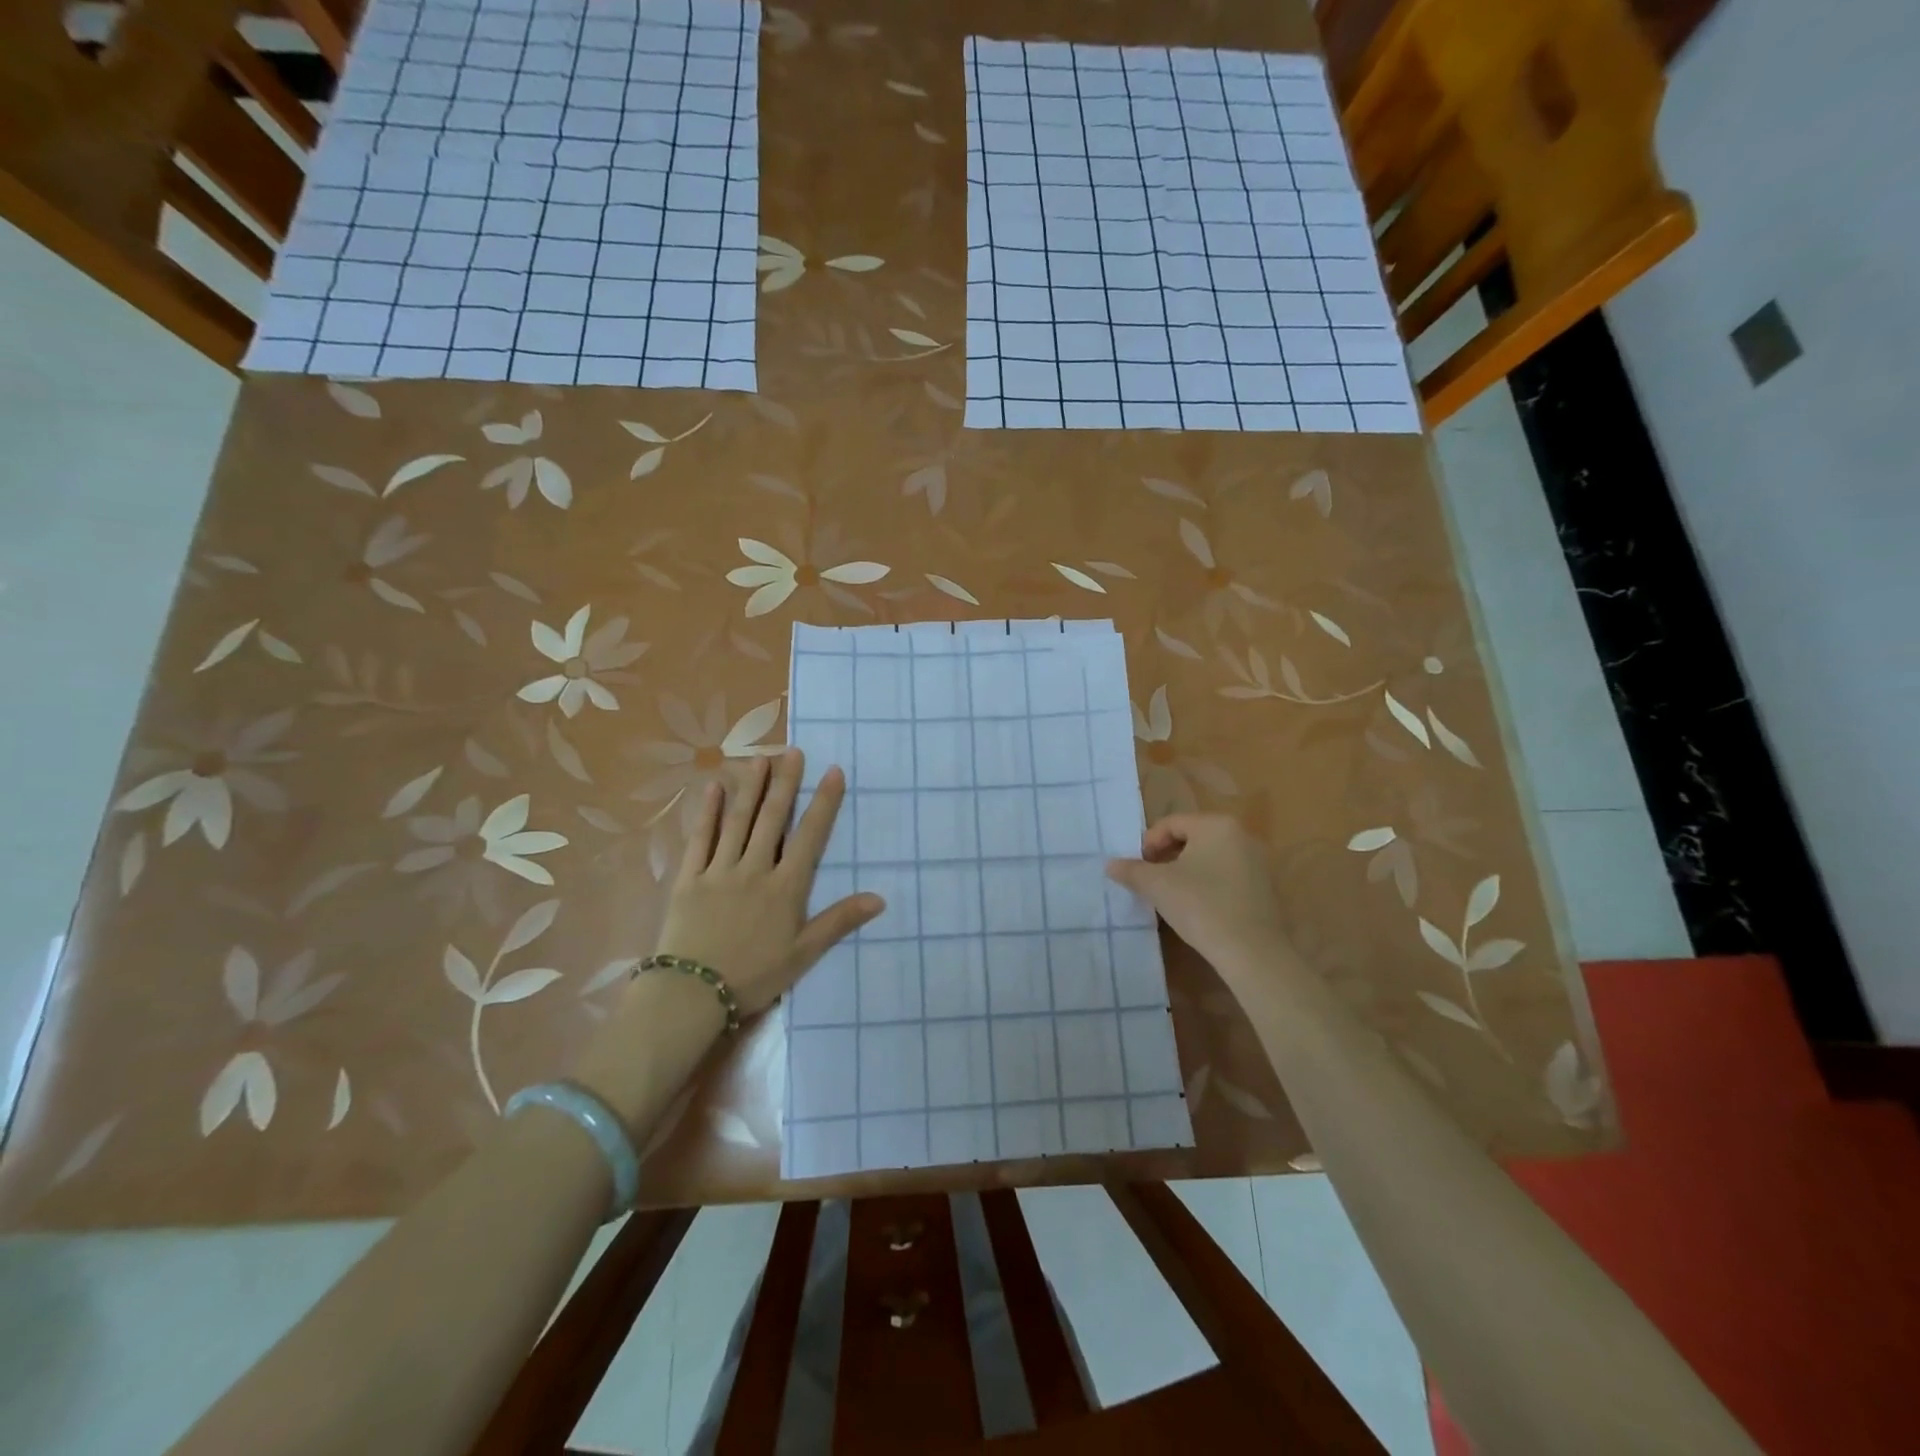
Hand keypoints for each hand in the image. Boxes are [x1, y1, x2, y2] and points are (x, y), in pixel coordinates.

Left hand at [654, 748, 882, 1013]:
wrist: (692, 993)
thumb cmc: (754, 976)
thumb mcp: (804, 953)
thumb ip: (839, 921)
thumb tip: (879, 898)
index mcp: (786, 887)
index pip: (810, 836)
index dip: (824, 802)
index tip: (833, 771)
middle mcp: (755, 869)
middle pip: (772, 818)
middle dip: (785, 783)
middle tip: (793, 751)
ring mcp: (719, 870)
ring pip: (738, 821)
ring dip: (750, 787)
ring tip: (760, 758)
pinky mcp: (688, 878)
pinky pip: (700, 839)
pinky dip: (708, 812)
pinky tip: (713, 788)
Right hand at [1105, 814, 1290, 972]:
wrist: (1252, 952)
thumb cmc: (1201, 906)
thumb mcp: (1157, 885)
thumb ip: (1131, 870)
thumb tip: (1110, 865)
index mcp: (1216, 825)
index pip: (1171, 824)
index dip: (1148, 844)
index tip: (1137, 869)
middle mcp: (1241, 835)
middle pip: (1191, 838)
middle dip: (1166, 857)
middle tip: (1150, 881)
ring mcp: (1257, 862)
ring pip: (1209, 858)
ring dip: (1185, 871)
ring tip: (1170, 895)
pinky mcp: (1264, 888)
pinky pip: (1226, 876)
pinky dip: (1206, 885)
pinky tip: (1196, 908)